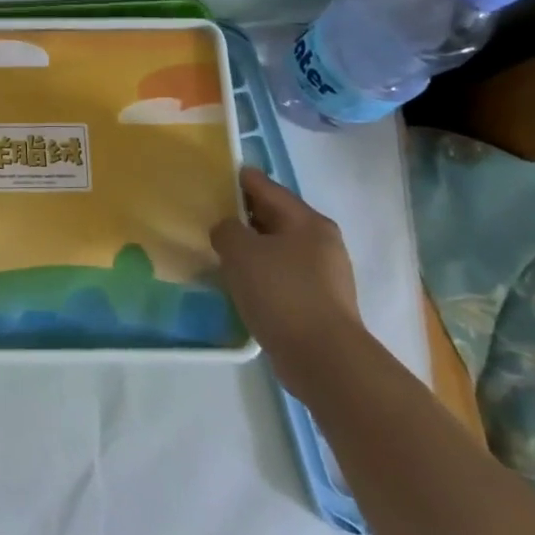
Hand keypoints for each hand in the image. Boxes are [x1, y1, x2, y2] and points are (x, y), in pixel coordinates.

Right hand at [211, 168, 362, 391]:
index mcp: (307, 221)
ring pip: (279, 248)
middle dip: (244, 215)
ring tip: (221, 251)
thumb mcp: (241, 252)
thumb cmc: (282, 293)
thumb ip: (227, 229)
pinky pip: (283, 275)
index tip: (214, 176)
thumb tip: (228, 230)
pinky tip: (242, 283)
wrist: (323, 358)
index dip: (239, 179)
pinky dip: (262, 273)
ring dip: (253, 247)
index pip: (266, 187)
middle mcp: (321, 241)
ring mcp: (324, 274)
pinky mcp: (319, 302)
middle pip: (275, 217)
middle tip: (211, 216)